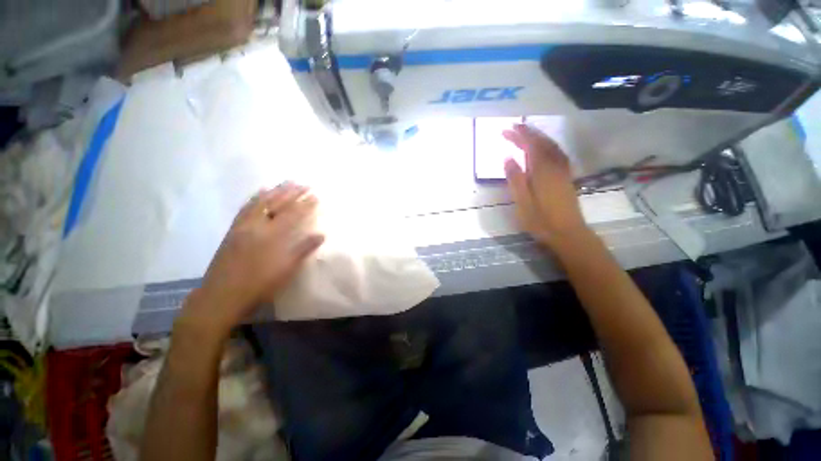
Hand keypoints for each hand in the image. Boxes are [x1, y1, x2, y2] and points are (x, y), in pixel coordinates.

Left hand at [180, 183, 324, 335]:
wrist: (222, 296)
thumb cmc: (259, 285)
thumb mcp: (286, 269)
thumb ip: (304, 249)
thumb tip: (321, 235)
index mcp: (272, 236)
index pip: (292, 215)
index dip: (305, 205)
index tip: (315, 196)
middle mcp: (257, 226)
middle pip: (276, 204)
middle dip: (291, 192)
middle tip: (303, 184)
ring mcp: (242, 226)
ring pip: (260, 203)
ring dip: (274, 191)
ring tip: (285, 183)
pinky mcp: (233, 230)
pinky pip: (245, 208)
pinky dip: (255, 198)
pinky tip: (259, 193)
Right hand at [503, 124, 587, 247]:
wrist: (568, 233)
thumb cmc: (540, 219)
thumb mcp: (522, 201)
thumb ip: (515, 178)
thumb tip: (508, 157)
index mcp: (542, 170)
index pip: (530, 145)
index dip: (518, 135)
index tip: (505, 130)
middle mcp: (555, 165)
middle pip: (542, 142)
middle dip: (528, 132)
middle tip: (513, 127)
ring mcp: (563, 171)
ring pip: (552, 146)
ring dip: (539, 136)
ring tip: (526, 133)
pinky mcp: (566, 177)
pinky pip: (558, 153)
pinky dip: (548, 145)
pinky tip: (544, 148)